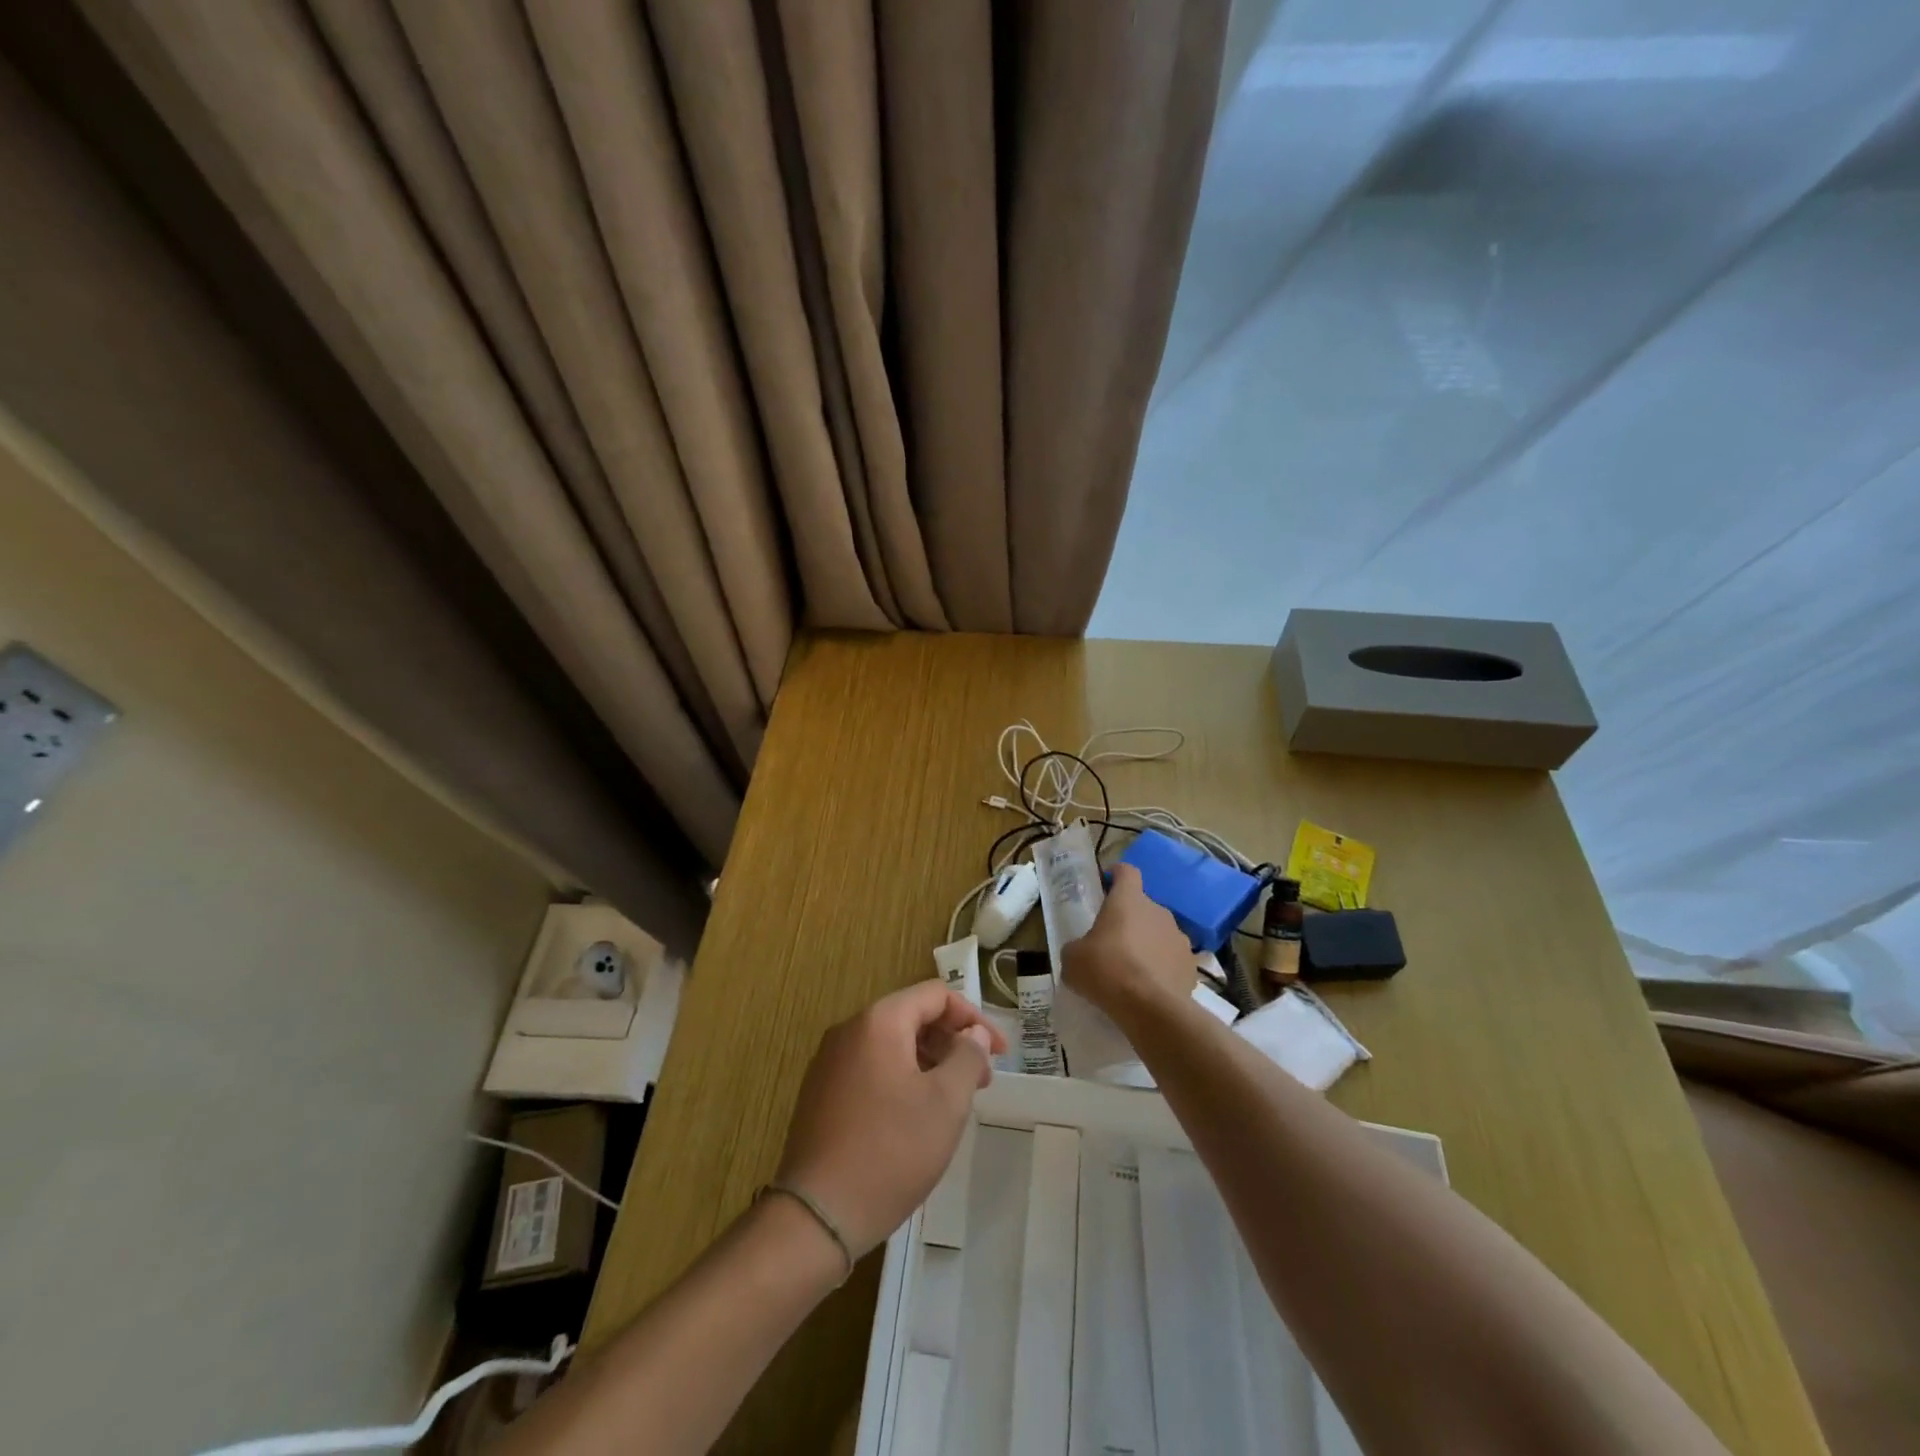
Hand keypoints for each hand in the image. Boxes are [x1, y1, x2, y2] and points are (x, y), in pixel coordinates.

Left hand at [776, 981, 1007, 1258]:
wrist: (817, 1216)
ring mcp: (830, 1062)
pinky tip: (916, 1117)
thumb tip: (973, 1033)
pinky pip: (872, 1068)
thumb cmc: (891, 1151)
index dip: (973, 1017)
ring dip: (929, 1061)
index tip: (999, 1052)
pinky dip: (902, 1078)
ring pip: (892, 1044)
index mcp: (879, 1021)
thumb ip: (968, 1056)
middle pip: (912, 1016)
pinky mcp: (821, 1093)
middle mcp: (849, 1030)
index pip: (935, 994)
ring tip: (954, 1101)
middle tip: (982, 1080)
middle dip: (952, 1041)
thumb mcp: (946, 1103)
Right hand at [1062, 863, 1194, 1018]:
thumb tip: (1080, 951)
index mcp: (1128, 900)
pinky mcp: (1191, 965)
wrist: (1151, 1009)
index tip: (1106, 885)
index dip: (1116, 875)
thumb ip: (1076, 947)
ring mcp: (1179, 937)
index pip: (1127, 872)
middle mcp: (1158, 910)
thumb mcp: (1072, 959)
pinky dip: (1162, 967)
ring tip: (1133, 969)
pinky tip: (1150, 987)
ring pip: (1159, 932)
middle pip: (1142, 906)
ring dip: (1148, 943)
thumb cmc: (1107, 971)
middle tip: (1112, 942)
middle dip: (1129, 919)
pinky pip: (1173, 959)